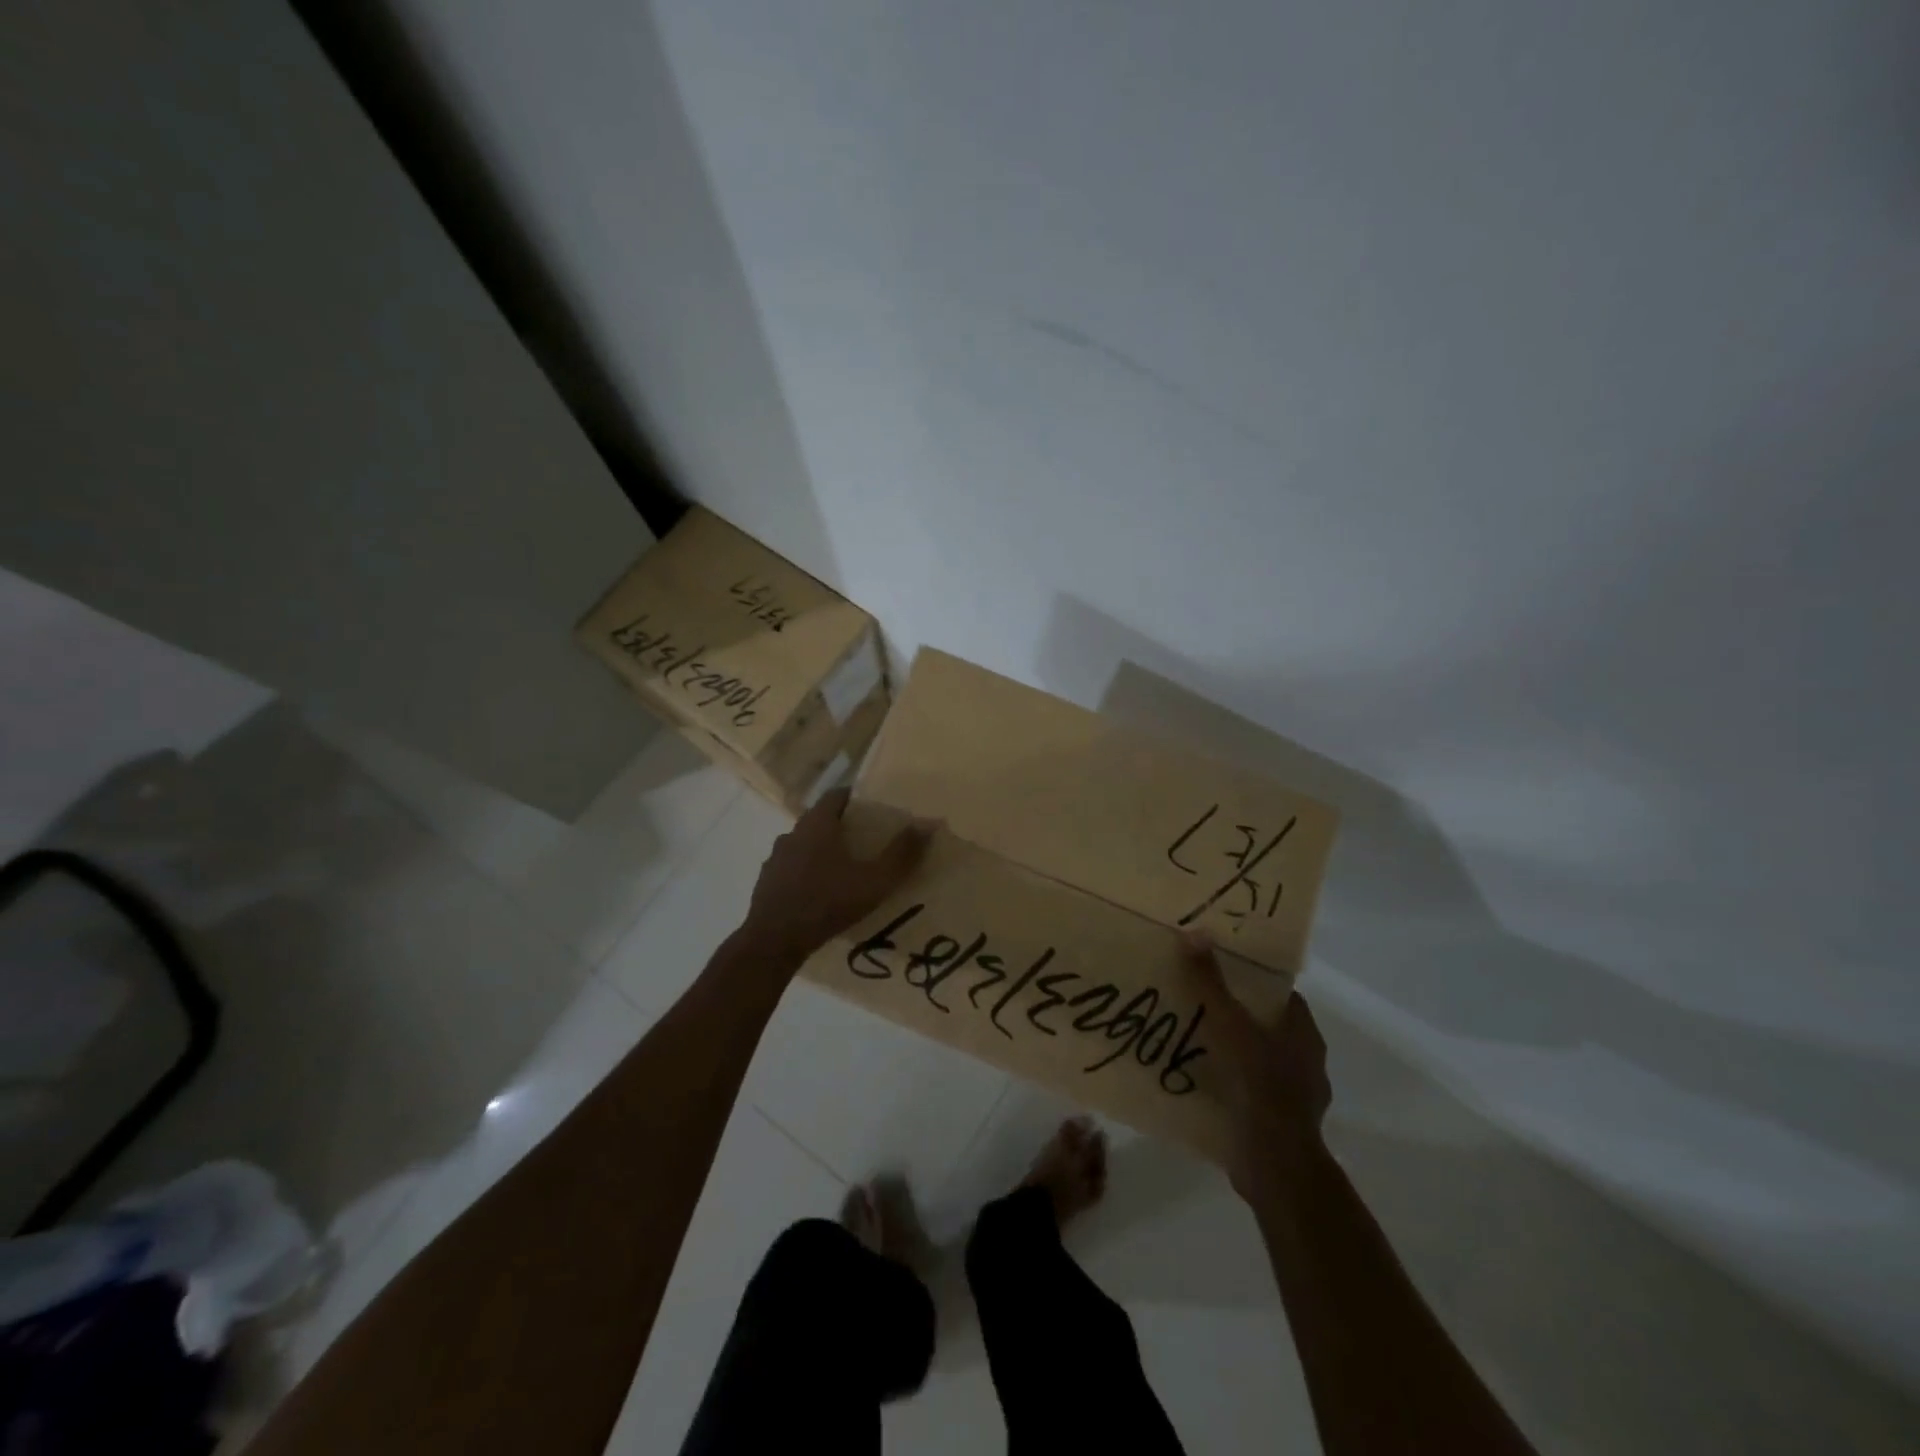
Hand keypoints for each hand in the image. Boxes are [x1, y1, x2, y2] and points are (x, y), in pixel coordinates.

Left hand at [741, 788, 931, 962]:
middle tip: (866, 841)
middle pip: (820, 819)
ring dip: (822, 851)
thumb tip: (928, 824)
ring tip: (845, 869)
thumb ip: (901, 854)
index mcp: (817, 824)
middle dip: (842, 826)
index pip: (836, 795)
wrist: (774, 941)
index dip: (856, 798)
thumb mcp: (874, 881)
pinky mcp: (766, 882)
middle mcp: (793, 833)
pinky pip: (792, 868)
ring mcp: (775, 858)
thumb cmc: (827, 903)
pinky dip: (806, 873)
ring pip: (804, 844)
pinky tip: (820, 893)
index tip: (874, 809)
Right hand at [1185, 936, 1331, 1202]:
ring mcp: (1295, 1096)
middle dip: (1238, 1014)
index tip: (1221, 970)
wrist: (1275, 1164)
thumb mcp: (1230, 1025)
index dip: (1254, 980)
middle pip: (1269, 1026)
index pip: (1282, 995)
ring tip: (1193, 1040)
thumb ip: (1211, 983)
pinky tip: (1200, 1080)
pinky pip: (1250, 1093)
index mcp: (1304, 1033)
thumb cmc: (1260, 1084)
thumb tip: (1195, 933)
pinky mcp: (1278, 1124)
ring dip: (1233, 1052)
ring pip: (1260, 1060)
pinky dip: (1230, 1085)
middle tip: (1198, 1001)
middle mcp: (1306, 1061)